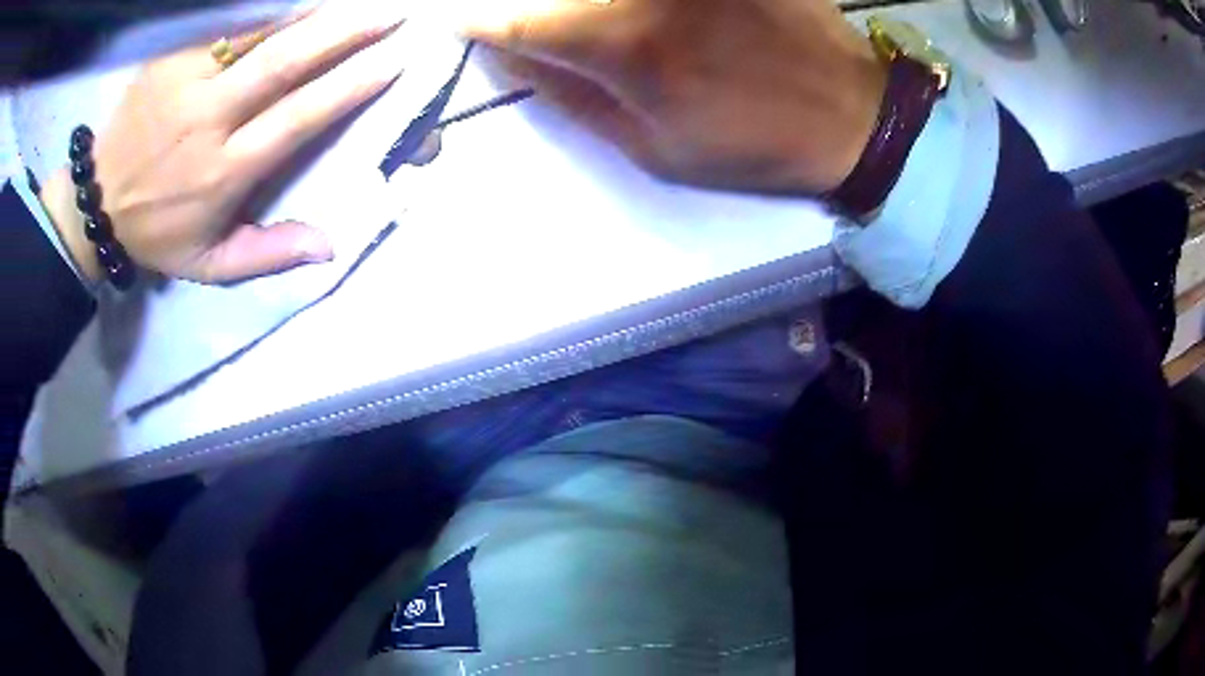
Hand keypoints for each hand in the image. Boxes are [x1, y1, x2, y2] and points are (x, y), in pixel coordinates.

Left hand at [42, 0, 411, 284]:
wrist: (96, 201)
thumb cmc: (157, 233)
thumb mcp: (208, 265)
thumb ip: (266, 254)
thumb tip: (329, 247)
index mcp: (223, 172)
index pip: (297, 119)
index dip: (348, 87)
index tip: (392, 61)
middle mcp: (208, 121)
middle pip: (283, 63)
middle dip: (343, 31)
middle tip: (389, 12)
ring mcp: (185, 82)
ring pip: (256, 31)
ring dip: (309, 8)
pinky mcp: (168, 58)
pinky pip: (223, 20)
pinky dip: (261, 4)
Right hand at [451, 0, 886, 194]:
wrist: (849, 115)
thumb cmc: (751, 143)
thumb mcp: (651, 147)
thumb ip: (573, 95)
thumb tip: (514, 55)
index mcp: (621, 44)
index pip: (517, 19)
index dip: (475, 18)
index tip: (452, 19)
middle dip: (514, 3)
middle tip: (497, 16)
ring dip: (565, 2)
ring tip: (562, 18)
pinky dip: (619, 2)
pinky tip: (629, 17)